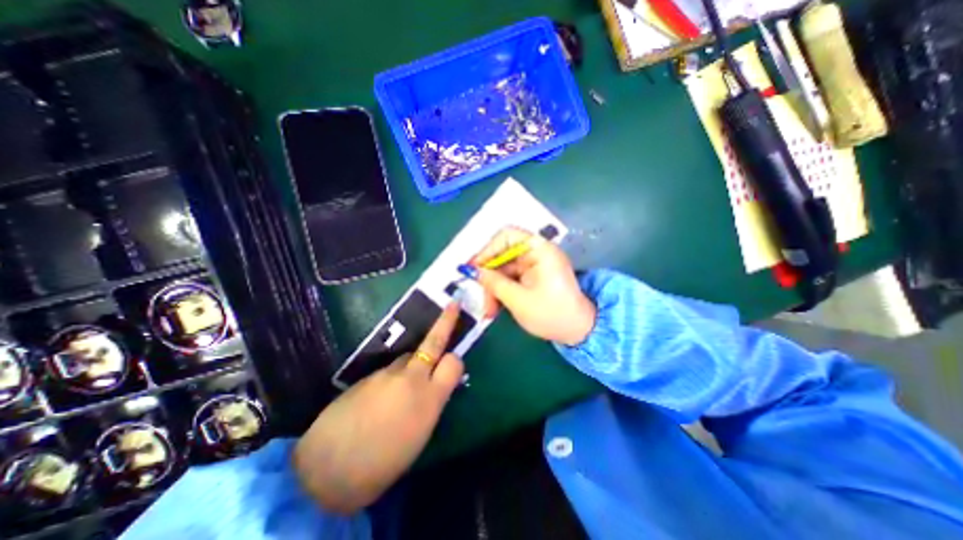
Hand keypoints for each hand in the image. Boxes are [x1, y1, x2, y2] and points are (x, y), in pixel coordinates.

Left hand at [293, 303, 467, 514]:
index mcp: (430, 399)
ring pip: (407, 356)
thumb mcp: (420, 435)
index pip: (454, 363)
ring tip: (399, 390)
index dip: (455, 361)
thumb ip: (432, 403)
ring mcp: (386, 372)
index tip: (452, 365)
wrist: (330, 469)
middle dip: (445, 321)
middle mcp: (411, 378)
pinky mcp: (367, 374)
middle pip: (433, 342)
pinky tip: (379, 397)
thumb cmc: (385, 464)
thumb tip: (436, 386)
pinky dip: (390, 377)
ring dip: (411, 364)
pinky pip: (387, 369)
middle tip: (453, 304)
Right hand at [474, 226, 599, 344]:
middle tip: (480, 297)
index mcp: (539, 249)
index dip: (487, 250)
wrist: (579, 331)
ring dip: (494, 287)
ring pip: (504, 268)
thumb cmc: (552, 314)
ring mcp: (535, 264)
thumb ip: (493, 283)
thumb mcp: (518, 300)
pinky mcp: (534, 275)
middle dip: (489, 276)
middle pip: (503, 254)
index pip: (506, 236)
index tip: (473, 269)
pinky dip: (502, 290)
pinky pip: (511, 277)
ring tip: (489, 310)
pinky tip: (496, 307)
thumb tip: (472, 271)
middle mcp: (537, 251)